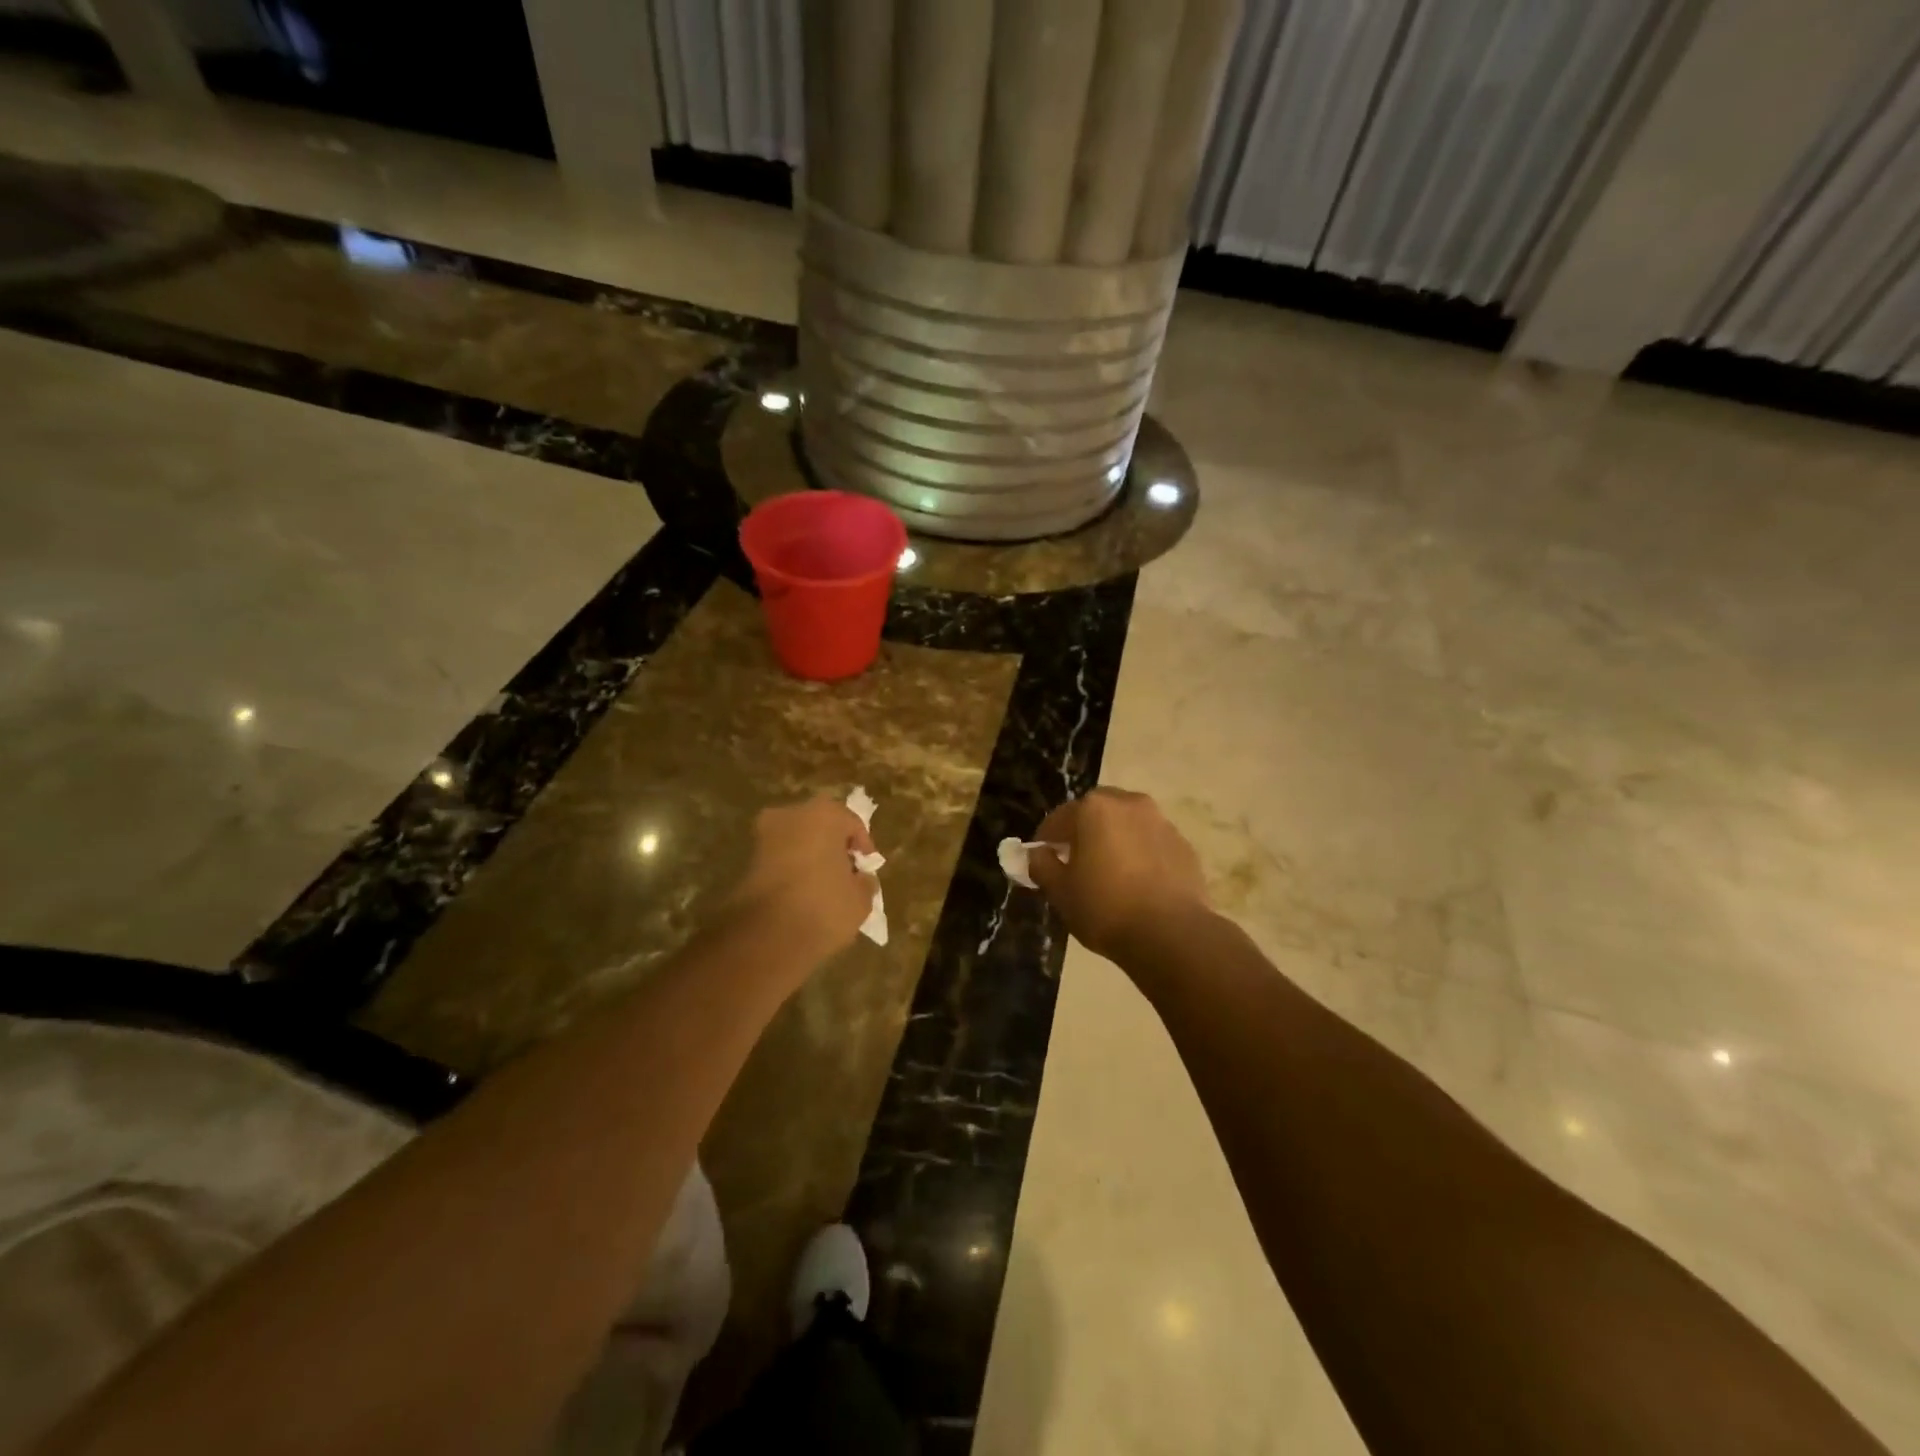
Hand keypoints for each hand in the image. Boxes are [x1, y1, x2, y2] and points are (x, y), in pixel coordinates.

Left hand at [724, 796, 878, 971]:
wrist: (766, 937)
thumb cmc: (823, 906)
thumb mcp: (861, 899)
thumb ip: (864, 882)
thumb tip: (860, 878)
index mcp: (825, 814)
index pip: (852, 823)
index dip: (863, 847)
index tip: (867, 869)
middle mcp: (791, 814)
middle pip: (821, 825)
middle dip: (833, 846)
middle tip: (845, 872)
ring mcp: (764, 835)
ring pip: (797, 840)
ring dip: (810, 856)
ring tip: (824, 886)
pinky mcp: (747, 860)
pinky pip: (780, 858)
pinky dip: (791, 869)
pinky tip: (802, 894)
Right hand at [1028, 787, 1209, 960]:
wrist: (1171, 934)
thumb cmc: (1105, 907)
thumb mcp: (1060, 891)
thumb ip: (1042, 866)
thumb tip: (1038, 855)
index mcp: (1095, 809)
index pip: (1058, 818)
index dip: (1045, 840)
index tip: (1041, 861)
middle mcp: (1130, 804)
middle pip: (1097, 813)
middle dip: (1083, 832)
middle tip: (1075, 862)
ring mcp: (1162, 823)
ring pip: (1127, 826)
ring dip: (1115, 841)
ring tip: (1109, 874)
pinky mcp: (1184, 846)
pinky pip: (1152, 844)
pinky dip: (1140, 855)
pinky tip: (1138, 884)